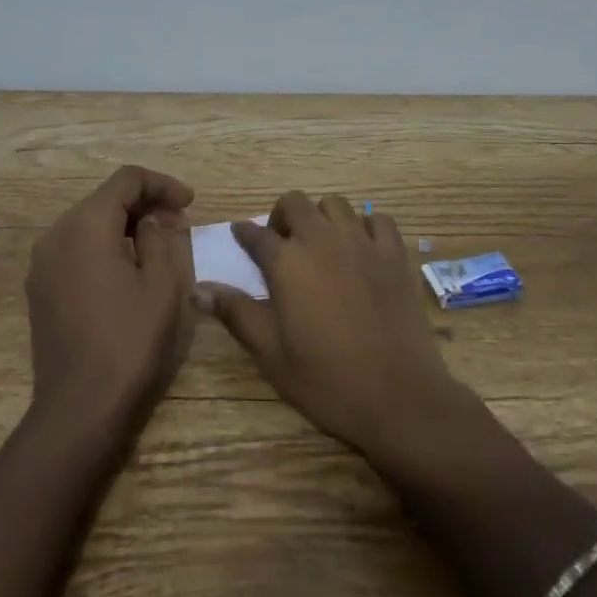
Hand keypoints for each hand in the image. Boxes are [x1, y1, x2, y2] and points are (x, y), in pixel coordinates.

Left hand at [27, 166, 195, 427]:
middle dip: (145, 203)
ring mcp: (43, 263)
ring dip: (126, 224)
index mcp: (87, 225)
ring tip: (160, 242)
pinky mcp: (41, 288)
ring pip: (90, 223)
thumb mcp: (162, 283)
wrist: (79, 408)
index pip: (127, 180)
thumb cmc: (129, 340)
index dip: (162, 184)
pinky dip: (106, 245)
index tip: (190, 202)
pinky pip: (77, 248)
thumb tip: (150, 222)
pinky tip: (130, 266)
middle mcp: (57, 234)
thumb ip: (159, 238)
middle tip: (180, 221)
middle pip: (105, 198)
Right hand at [201, 191, 461, 455]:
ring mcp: (362, 242)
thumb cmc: (326, 380)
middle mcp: (322, 239)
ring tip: (321, 242)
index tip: (240, 236)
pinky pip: (377, 220)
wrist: (397, 394)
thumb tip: (198, 289)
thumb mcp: (271, 354)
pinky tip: (362, 247)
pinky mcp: (394, 253)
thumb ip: (236, 313)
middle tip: (282, 243)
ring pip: (335, 204)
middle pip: (295, 202)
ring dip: (321, 216)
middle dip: (282, 215)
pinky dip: (366, 226)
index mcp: (287, 263)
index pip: (256, 234)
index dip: (244, 234)